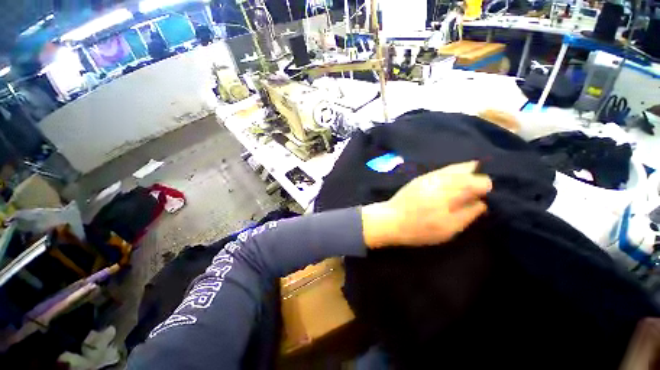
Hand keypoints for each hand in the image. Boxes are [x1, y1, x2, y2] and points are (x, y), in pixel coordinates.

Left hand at [362, 161, 491, 248]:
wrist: (390, 220)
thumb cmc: (418, 230)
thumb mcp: (446, 230)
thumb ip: (467, 215)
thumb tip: (482, 203)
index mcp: (446, 196)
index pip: (474, 184)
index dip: (484, 186)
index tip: (488, 193)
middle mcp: (439, 183)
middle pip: (466, 173)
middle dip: (477, 177)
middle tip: (483, 186)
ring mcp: (428, 178)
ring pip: (454, 169)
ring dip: (467, 171)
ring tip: (475, 174)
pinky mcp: (421, 178)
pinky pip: (442, 170)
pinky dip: (454, 170)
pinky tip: (459, 172)